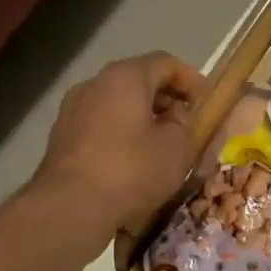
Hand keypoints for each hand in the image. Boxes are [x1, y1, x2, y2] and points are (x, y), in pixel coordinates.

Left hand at [33, 52, 205, 239]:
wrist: (71, 207)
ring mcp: (73, 110)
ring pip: (118, 106)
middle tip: (188, 127)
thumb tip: (181, 116)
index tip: (207, 104)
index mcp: (125, 77)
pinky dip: (122, 136)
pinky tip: (133, 164)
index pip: (165, 62)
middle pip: (139, 82)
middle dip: (167, 101)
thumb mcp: (178, 148)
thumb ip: (188, 125)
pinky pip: (101, 127)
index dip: (191, 80)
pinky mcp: (62, 138)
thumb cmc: (132, 170)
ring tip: (162, 148)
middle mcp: (94, 84)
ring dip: (143, 120)